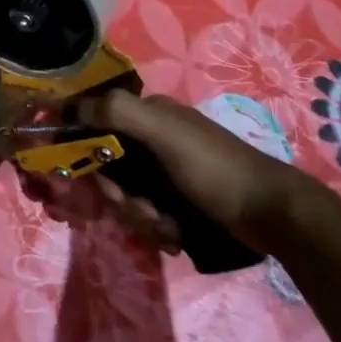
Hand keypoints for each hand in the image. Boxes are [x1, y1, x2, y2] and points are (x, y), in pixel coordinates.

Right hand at [83, 90, 317, 253]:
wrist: (273, 216)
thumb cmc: (216, 168)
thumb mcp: (165, 133)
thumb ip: (118, 112)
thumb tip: (67, 106)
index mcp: (149, 114)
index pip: (96, 122)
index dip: (83, 148)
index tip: (87, 175)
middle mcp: (153, 139)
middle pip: (108, 166)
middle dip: (118, 193)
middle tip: (139, 208)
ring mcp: (166, 172)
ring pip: (126, 194)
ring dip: (139, 215)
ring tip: (165, 226)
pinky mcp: (177, 202)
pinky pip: (146, 213)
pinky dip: (156, 227)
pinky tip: (175, 235)